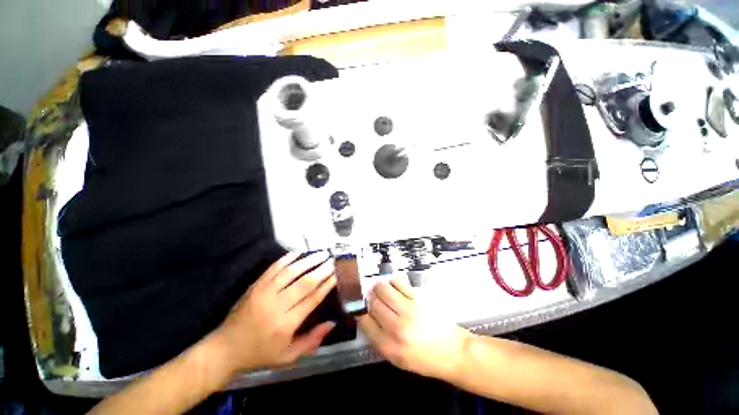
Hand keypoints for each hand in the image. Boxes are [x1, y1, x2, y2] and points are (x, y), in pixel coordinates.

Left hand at [212, 251, 336, 375]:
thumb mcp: (288, 357)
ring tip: (322, 253)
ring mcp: (264, 293)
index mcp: (286, 324)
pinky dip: (287, 258)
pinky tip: (299, 252)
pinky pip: (274, 268)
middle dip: (322, 269)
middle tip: (334, 260)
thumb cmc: (259, 354)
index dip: (327, 285)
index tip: (338, 274)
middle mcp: (276, 305)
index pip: (312, 299)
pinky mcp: (255, 286)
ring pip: (290, 271)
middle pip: (304, 282)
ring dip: (309, 260)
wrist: (225, 349)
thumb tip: (332, 322)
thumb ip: (312, 340)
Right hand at [358, 277, 471, 380]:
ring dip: (379, 287)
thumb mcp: (396, 358)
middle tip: (374, 298)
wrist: (453, 352)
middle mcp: (396, 327)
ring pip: (383, 288)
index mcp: (388, 346)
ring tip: (382, 289)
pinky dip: (392, 281)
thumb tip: (366, 316)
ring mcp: (409, 310)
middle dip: (370, 298)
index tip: (364, 308)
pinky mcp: (419, 298)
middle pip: (373, 302)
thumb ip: (378, 339)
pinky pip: (398, 282)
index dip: (362, 312)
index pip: (365, 320)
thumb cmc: (424, 358)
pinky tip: (395, 286)